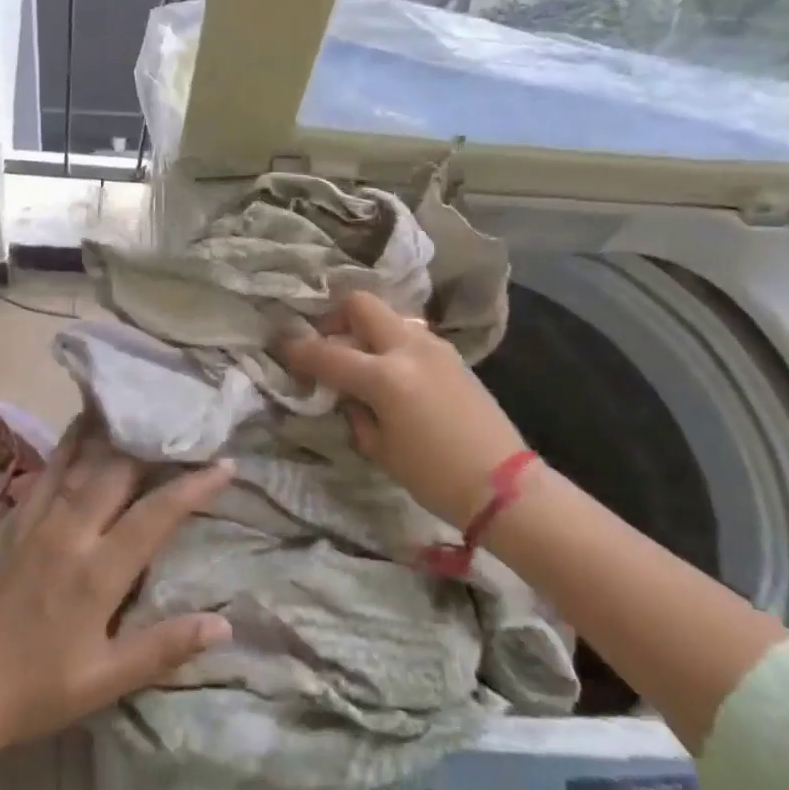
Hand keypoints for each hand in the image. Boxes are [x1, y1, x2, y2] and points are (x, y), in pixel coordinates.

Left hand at [0, 432, 233, 752]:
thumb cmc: (36, 689)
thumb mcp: (105, 681)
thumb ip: (164, 648)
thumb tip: (225, 623)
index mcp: (97, 572)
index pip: (156, 515)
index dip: (193, 486)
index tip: (225, 464)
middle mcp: (71, 532)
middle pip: (119, 472)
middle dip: (156, 445)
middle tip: (187, 424)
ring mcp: (40, 519)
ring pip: (84, 460)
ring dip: (116, 432)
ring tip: (142, 405)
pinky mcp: (18, 518)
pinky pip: (50, 469)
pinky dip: (72, 441)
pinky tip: (84, 422)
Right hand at [277, 290, 528, 526]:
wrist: (505, 485)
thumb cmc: (435, 476)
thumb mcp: (380, 449)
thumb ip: (355, 411)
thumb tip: (345, 393)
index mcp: (385, 377)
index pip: (329, 353)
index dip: (299, 349)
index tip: (283, 347)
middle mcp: (408, 348)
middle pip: (362, 305)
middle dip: (336, 317)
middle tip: (328, 344)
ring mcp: (434, 346)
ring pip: (389, 315)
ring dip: (367, 328)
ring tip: (360, 359)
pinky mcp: (452, 354)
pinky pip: (410, 333)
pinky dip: (391, 342)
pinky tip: (391, 371)